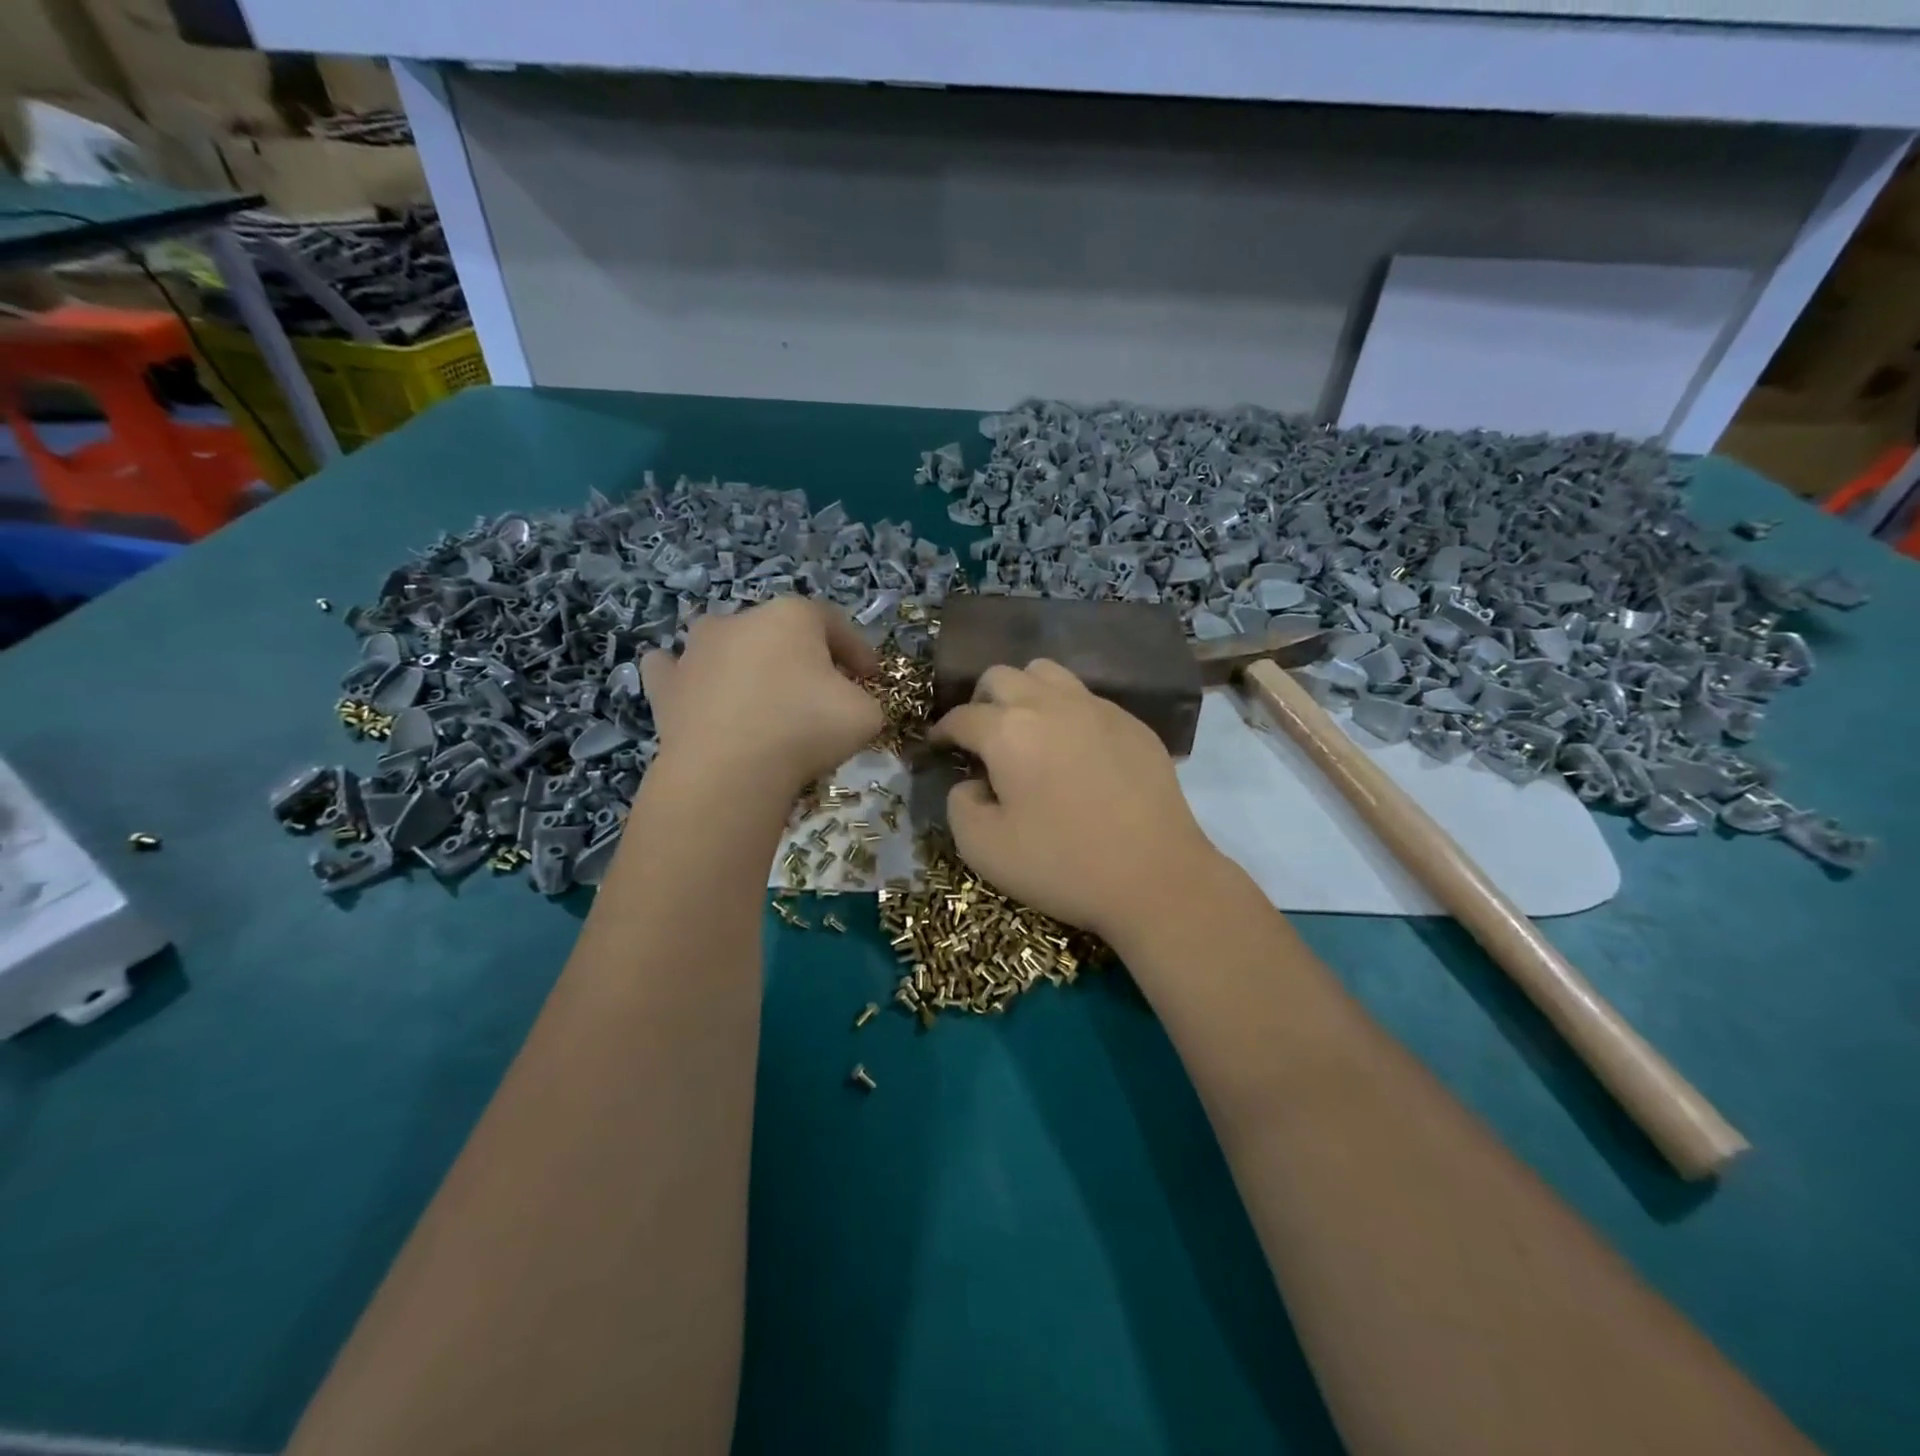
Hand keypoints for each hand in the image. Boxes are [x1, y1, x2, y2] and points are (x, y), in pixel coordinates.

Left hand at [641, 598, 884, 797]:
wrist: (728, 773)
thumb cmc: (804, 730)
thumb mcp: (865, 715)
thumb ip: (863, 699)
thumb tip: (849, 704)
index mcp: (792, 616)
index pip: (834, 623)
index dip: (858, 650)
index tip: (871, 677)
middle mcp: (740, 620)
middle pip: (781, 632)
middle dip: (803, 657)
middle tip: (821, 692)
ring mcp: (695, 650)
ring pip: (726, 644)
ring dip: (746, 663)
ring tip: (761, 697)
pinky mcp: (664, 686)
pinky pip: (674, 670)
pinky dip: (688, 678)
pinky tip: (697, 693)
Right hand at [929, 660, 1224, 943]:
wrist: (1156, 877)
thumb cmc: (1063, 864)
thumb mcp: (983, 849)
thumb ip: (959, 805)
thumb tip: (973, 782)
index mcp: (1008, 731)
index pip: (962, 716)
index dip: (943, 730)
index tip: (938, 746)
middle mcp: (1051, 704)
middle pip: (1001, 676)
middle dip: (981, 701)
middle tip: (982, 737)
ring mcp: (1097, 708)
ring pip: (1047, 673)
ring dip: (1025, 693)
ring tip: (1027, 731)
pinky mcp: (1133, 724)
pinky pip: (1087, 699)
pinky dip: (1067, 713)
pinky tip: (1075, 752)